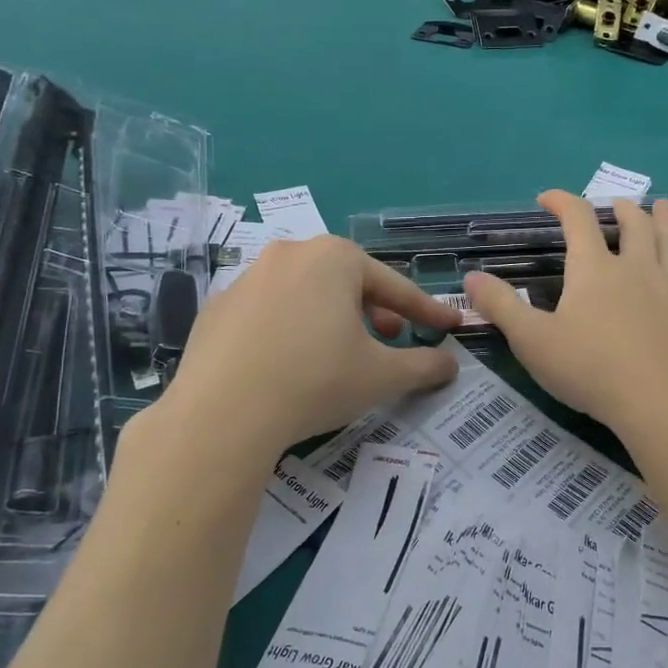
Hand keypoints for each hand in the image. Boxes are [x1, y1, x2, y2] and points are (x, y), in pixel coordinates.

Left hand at [163, 236, 459, 455]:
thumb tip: (450, 364)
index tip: (448, 325)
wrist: (221, 414)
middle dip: (374, 309)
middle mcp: (290, 254)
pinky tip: (288, 363)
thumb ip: (424, 366)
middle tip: (389, 337)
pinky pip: (267, 313)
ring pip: (305, 293)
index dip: (426, 310)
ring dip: (330, 317)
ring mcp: (247, 278)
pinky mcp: (217, 308)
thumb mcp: (382, 376)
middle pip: (346, 281)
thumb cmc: (315, 381)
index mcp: (335, 258)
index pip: (394, 286)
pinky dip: (288, 330)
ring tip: (338, 350)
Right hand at [464, 192, 667, 440]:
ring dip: (665, 221)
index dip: (562, 202)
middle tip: (615, 204)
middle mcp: (635, 269)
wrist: (663, 404)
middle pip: (632, 225)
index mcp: (593, 270)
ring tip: (664, 206)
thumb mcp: (532, 341)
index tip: (547, 198)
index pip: (577, 220)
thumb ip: (500, 306)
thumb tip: (470, 277)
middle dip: (620, 209)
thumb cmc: (591, 370)